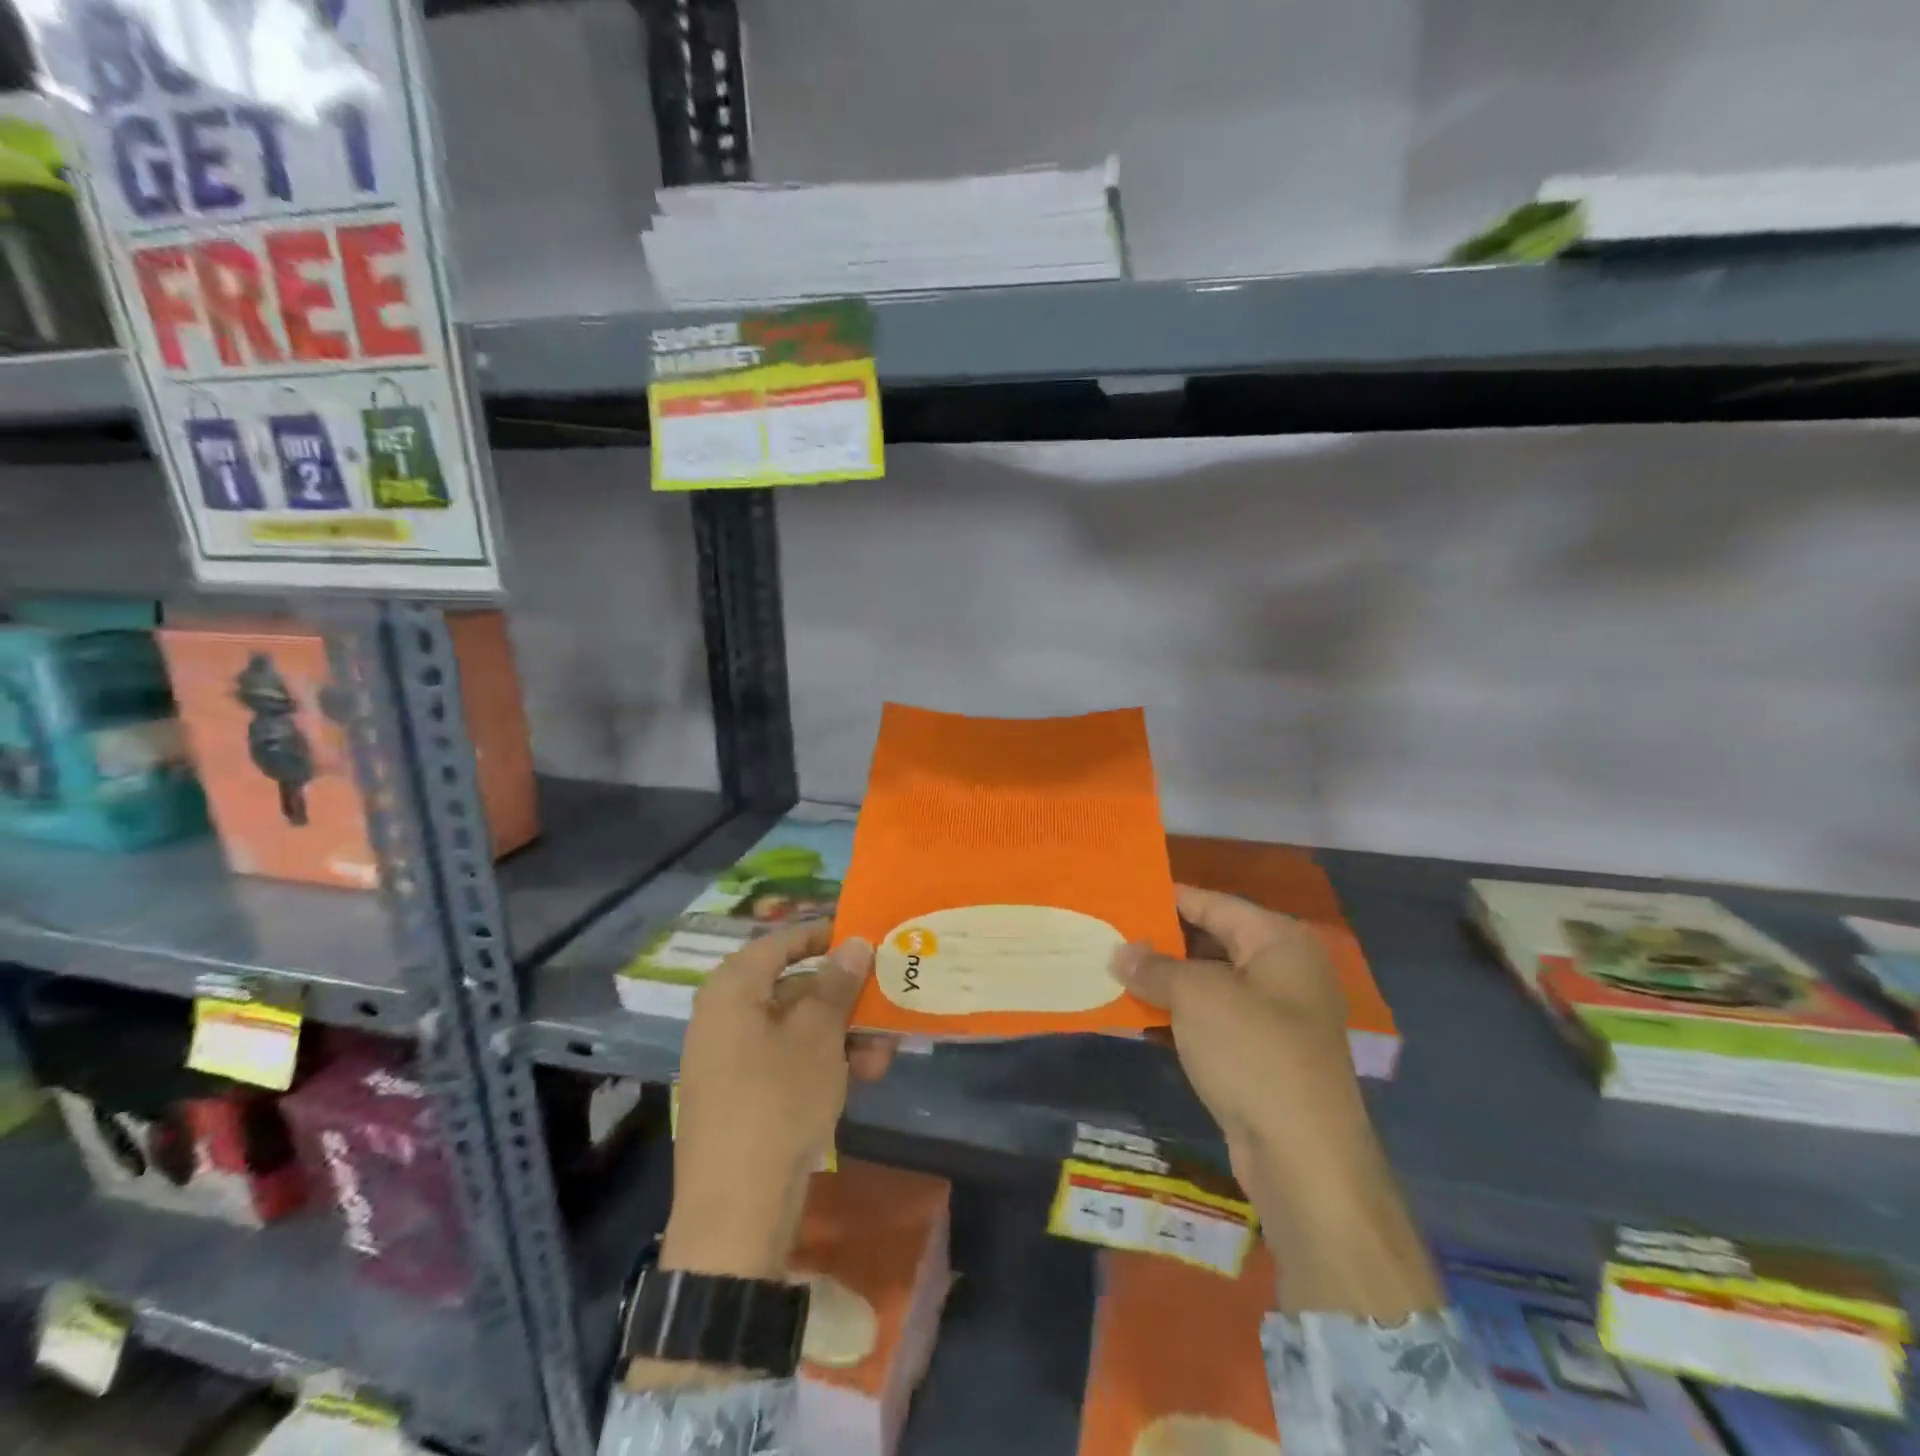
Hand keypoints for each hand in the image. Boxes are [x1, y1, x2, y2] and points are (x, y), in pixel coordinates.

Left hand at [661, 922, 885, 1281]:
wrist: (737, 1212)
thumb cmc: (777, 1101)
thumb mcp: (818, 1035)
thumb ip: (837, 983)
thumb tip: (855, 942)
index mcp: (733, 988)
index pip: (783, 941)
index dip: (825, 935)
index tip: (866, 936)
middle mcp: (726, 1015)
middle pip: (794, 986)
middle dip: (845, 998)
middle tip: (887, 1003)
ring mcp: (732, 1057)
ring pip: (798, 1028)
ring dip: (843, 1035)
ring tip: (882, 1056)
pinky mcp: (744, 1094)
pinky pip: (788, 1060)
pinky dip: (824, 1062)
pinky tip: (863, 1078)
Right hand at [1114, 885, 1439, 1318]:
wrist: (1304, 1159)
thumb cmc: (1253, 1053)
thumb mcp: (1196, 996)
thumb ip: (1155, 967)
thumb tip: (1121, 952)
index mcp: (1279, 941)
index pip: (1213, 903)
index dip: (1167, 897)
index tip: (1121, 894)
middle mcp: (1284, 971)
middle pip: (1213, 940)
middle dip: (1161, 940)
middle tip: (1109, 933)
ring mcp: (1277, 1016)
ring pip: (1210, 982)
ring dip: (1166, 980)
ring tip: (1113, 969)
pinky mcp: (1263, 1055)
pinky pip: (1213, 1019)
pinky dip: (1179, 1013)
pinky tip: (1138, 1012)